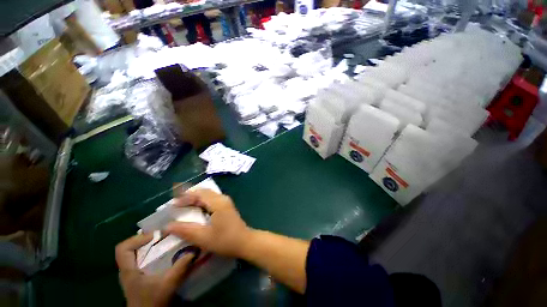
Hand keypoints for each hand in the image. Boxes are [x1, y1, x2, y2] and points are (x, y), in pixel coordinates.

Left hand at [115, 233, 194, 306]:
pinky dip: (152, 254)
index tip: (155, 236)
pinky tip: (164, 255)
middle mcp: (127, 270)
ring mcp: (132, 274)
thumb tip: (194, 250)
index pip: (123, 248)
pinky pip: (142, 260)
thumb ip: (180, 267)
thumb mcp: (168, 284)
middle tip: (164, 236)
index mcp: (128, 270)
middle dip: (147, 240)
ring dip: (150, 246)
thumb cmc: (152, 302)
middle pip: (131, 248)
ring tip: (166, 243)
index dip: (137, 238)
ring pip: (136, 254)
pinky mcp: (138, 278)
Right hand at [166, 189, 251, 257]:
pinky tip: (196, 210)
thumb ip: (185, 230)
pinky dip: (202, 202)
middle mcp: (222, 199)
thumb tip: (167, 226)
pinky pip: (212, 200)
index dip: (185, 196)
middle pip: (204, 192)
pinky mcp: (226, 207)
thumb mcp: (203, 237)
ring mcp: (225, 202)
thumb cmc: (225, 240)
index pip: (199, 193)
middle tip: (176, 204)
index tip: (172, 202)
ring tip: (183, 205)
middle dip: (189, 196)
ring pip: (208, 195)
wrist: (244, 241)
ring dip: (196, 198)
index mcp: (217, 202)